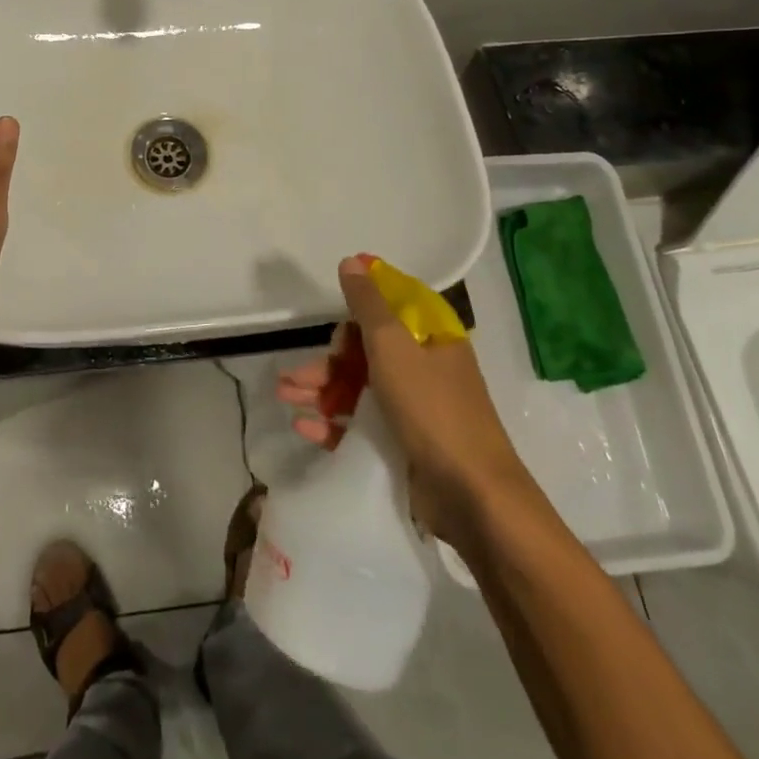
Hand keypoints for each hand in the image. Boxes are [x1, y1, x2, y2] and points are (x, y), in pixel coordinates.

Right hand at [278, 255, 530, 546]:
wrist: (473, 497)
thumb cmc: (432, 409)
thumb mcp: (393, 346)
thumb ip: (368, 304)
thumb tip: (353, 261)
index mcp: (432, 339)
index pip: (393, 306)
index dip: (361, 301)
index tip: (330, 303)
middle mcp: (425, 368)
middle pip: (367, 352)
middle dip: (327, 360)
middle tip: (294, 376)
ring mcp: (415, 409)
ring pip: (359, 388)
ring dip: (321, 390)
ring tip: (285, 398)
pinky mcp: (405, 444)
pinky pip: (362, 424)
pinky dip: (333, 423)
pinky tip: (304, 427)